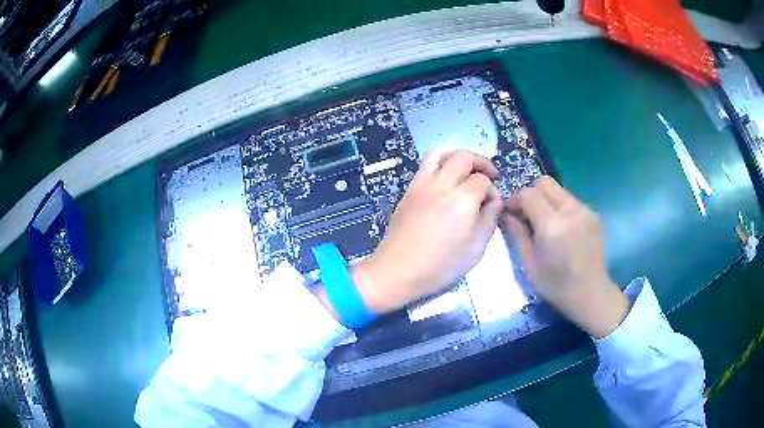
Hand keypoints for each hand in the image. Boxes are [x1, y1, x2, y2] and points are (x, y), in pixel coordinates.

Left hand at [351, 150, 502, 313]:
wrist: (397, 271)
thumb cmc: (440, 266)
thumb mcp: (475, 249)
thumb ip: (489, 220)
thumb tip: (495, 201)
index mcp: (462, 200)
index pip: (483, 180)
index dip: (493, 189)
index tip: (493, 204)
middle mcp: (442, 185)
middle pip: (463, 157)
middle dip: (480, 162)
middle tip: (489, 176)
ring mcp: (421, 185)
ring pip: (440, 153)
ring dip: (457, 156)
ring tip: (466, 170)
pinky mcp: (409, 190)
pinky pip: (425, 166)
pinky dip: (440, 164)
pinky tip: (446, 182)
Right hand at [501, 176, 629, 338]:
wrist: (591, 294)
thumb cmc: (556, 285)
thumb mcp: (529, 264)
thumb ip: (517, 235)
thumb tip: (507, 215)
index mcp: (553, 226)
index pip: (529, 194)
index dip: (515, 200)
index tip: (511, 213)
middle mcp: (571, 211)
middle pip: (545, 182)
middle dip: (531, 194)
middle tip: (526, 214)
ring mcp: (585, 210)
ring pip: (559, 190)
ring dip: (546, 200)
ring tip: (544, 222)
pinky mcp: (593, 214)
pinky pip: (570, 200)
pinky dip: (560, 207)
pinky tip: (560, 228)